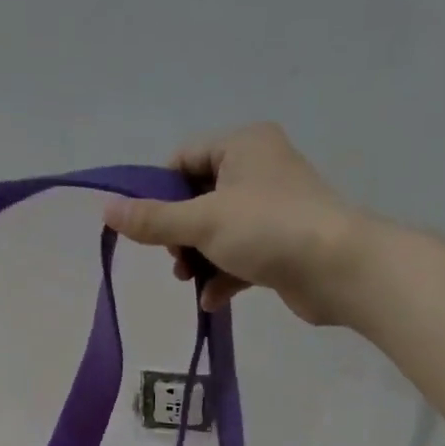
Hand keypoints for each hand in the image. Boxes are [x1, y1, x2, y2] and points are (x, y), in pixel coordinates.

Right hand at [103, 122, 374, 326]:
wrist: (339, 269)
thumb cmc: (268, 229)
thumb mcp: (202, 221)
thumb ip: (152, 219)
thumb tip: (105, 210)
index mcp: (243, 145)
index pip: (184, 159)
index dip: (159, 193)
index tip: (148, 227)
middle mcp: (259, 169)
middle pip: (198, 199)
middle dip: (180, 234)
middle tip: (175, 258)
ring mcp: (273, 209)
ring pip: (218, 232)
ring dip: (198, 259)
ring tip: (189, 280)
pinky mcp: (282, 245)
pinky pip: (240, 256)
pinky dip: (224, 276)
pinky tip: (213, 300)